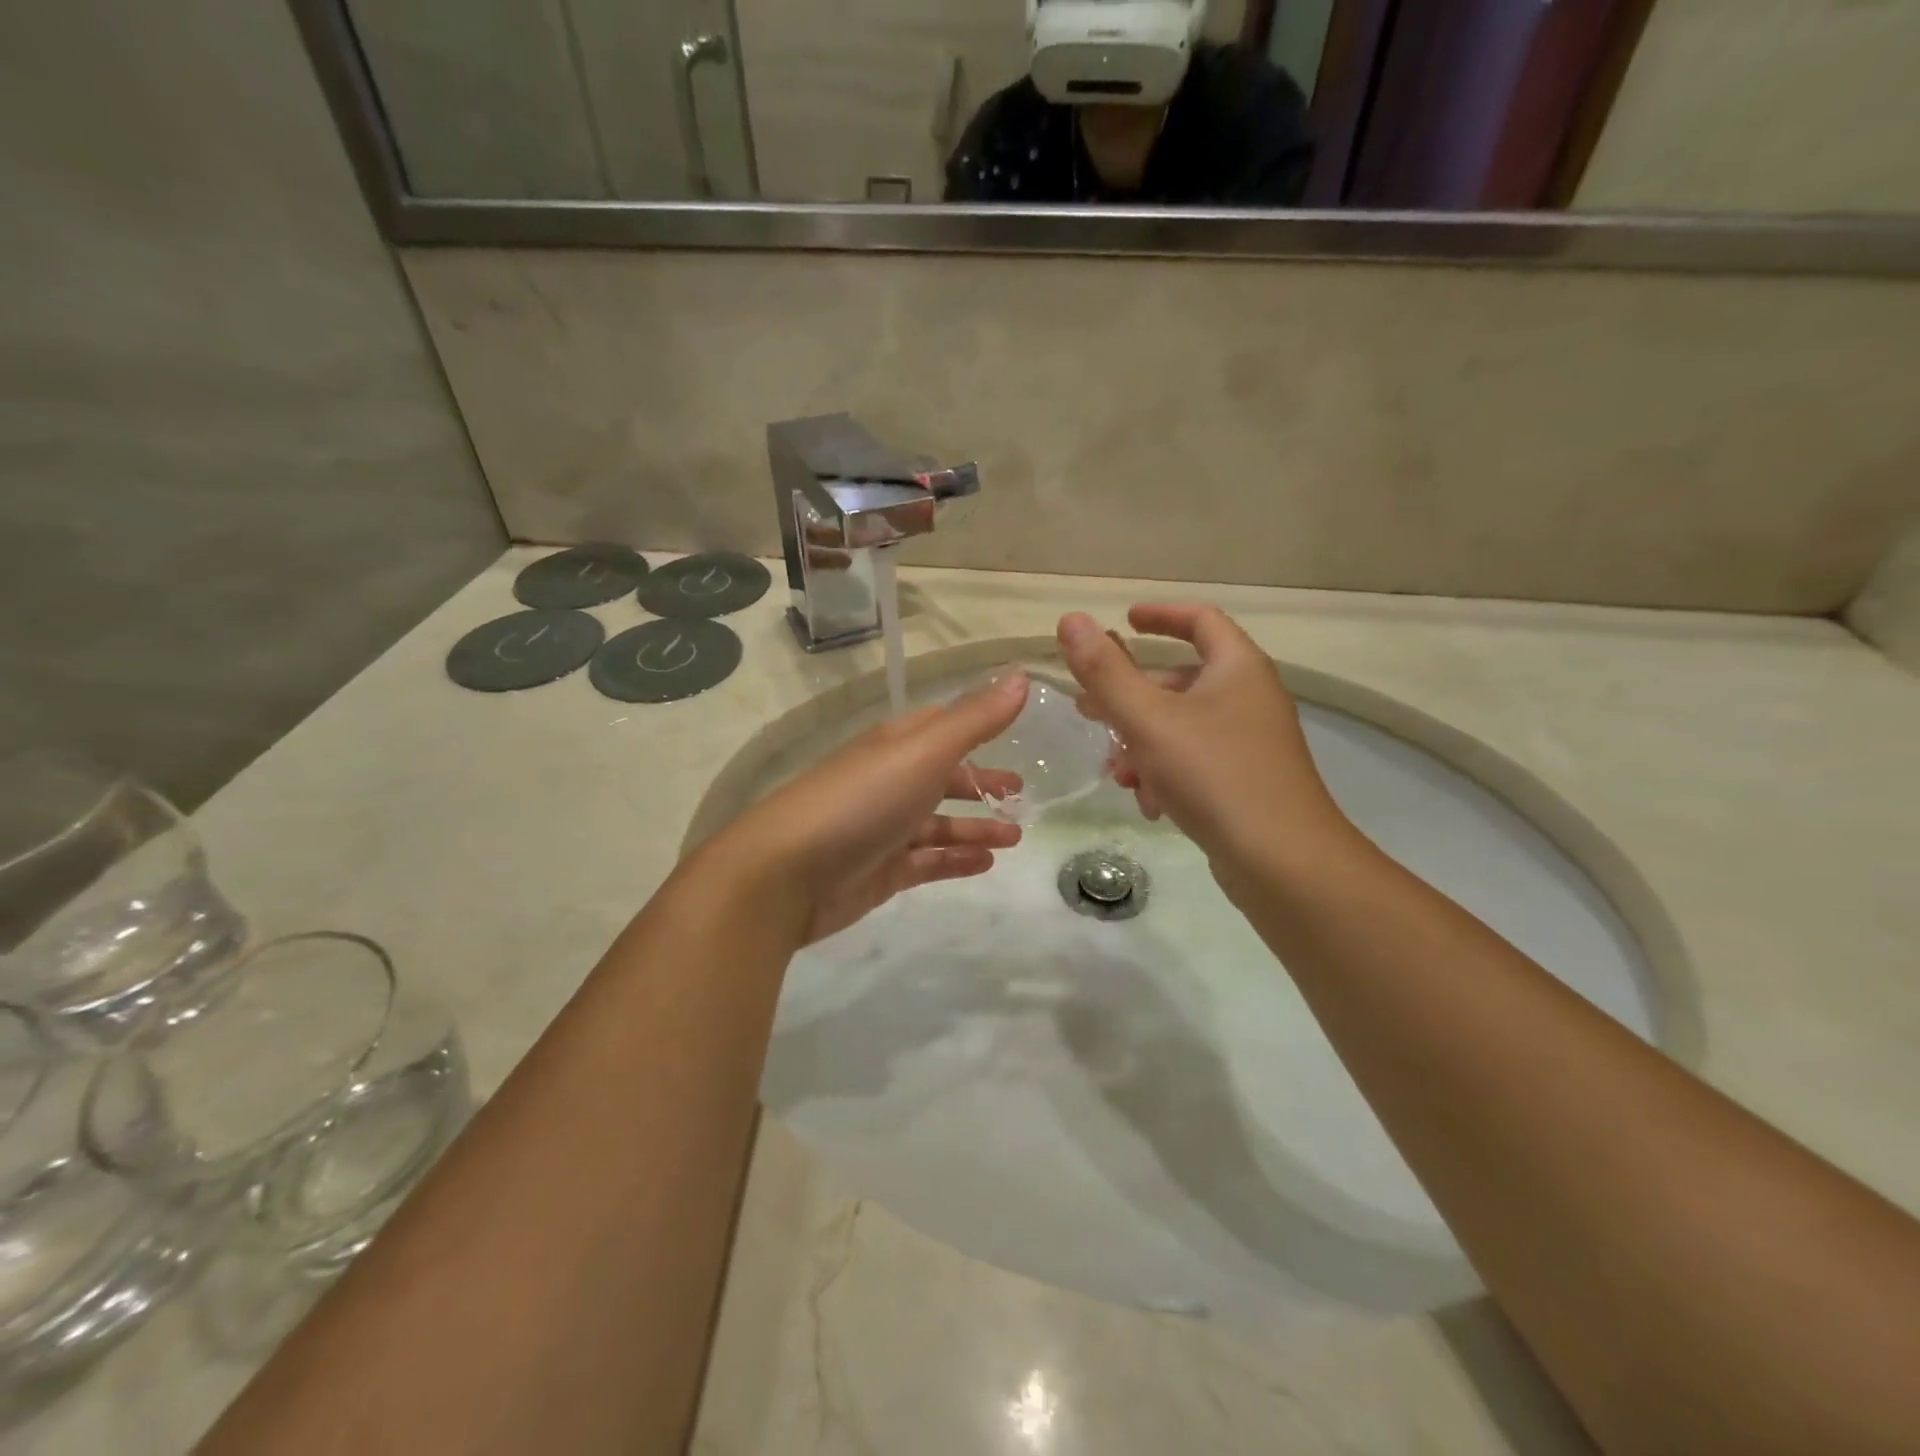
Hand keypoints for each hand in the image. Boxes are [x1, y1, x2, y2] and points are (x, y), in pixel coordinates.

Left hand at [706, 674, 1028, 944]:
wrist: (786, 873)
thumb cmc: (861, 801)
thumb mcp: (924, 751)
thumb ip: (975, 719)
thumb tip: (1021, 676)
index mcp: (896, 745)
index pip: (941, 726)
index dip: (977, 727)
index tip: (1015, 735)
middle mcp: (889, 782)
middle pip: (942, 777)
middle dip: (980, 783)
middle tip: (1020, 794)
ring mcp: (883, 829)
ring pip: (939, 824)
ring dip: (976, 826)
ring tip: (1016, 835)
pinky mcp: (880, 871)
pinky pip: (927, 862)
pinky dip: (956, 860)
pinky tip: (987, 863)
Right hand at [1056, 606, 1355, 885]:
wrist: (1283, 862)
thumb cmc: (1214, 775)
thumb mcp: (1148, 719)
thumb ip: (1105, 671)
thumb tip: (1071, 620)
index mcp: (1237, 668)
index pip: (1200, 620)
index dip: (1159, 616)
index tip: (1123, 622)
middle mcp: (1249, 697)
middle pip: (1181, 679)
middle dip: (1130, 697)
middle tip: (1090, 710)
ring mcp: (1251, 742)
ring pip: (1181, 727)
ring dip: (1141, 744)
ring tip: (1118, 774)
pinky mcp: (1246, 781)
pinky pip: (1195, 762)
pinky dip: (1165, 773)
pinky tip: (1149, 804)